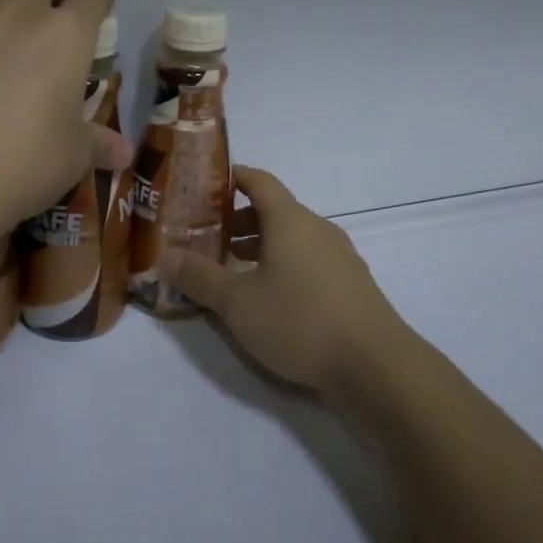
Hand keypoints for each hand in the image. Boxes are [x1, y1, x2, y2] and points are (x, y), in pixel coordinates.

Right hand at [160, 166, 412, 396]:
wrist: (376, 364)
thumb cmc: (300, 320)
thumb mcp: (238, 303)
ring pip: (291, 238)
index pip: (259, 181)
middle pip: (273, 210)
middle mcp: (316, 228)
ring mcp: (338, 255)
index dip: (232, 178)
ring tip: (230, 270)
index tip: (205, 185)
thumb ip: (200, 277)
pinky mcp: (350, 283)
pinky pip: (308, 260)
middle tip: (205, 237)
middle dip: (237, 220)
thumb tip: (166, 256)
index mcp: (290, 219)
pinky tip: (268, 297)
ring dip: (259, 246)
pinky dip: (282, 265)